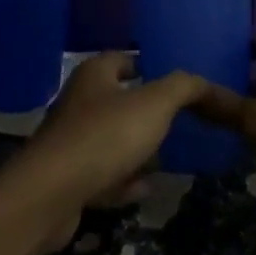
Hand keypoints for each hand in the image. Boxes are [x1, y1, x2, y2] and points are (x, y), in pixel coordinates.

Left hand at [8, 53, 211, 251]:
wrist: (51, 196)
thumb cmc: (104, 136)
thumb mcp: (154, 104)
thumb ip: (184, 88)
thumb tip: (204, 83)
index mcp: (95, 74)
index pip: (126, 59)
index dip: (152, 67)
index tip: (179, 84)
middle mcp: (79, 102)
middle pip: (120, 101)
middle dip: (149, 113)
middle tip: (181, 122)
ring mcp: (71, 142)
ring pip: (113, 140)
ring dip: (138, 150)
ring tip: (169, 157)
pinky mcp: (68, 179)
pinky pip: (104, 175)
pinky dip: (124, 181)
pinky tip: (145, 189)